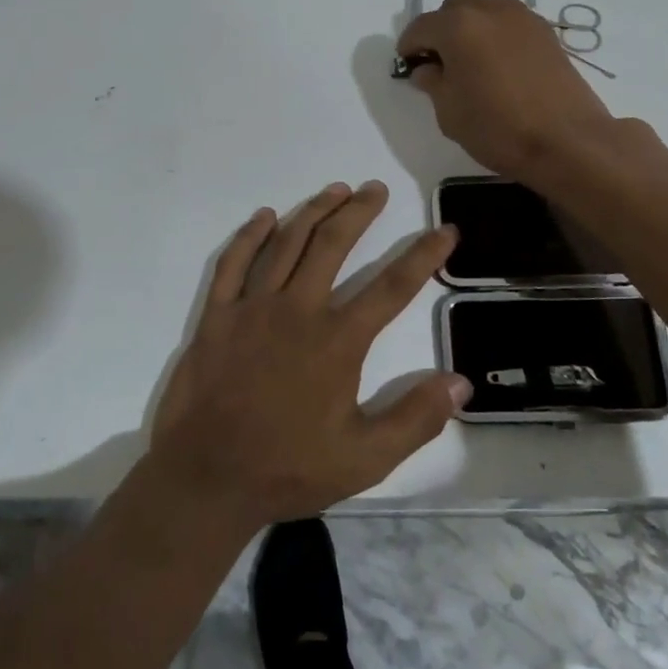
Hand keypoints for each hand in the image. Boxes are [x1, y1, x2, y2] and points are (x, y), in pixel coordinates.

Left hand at [148, 181, 469, 528]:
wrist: (206, 479)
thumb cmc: (288, 469)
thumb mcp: (365, 459)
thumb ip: (415, 420)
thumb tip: (461, 383)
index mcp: (337, 341)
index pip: (392, 287)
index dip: (423, 256)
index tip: (445, 231)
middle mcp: (297, 310)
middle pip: (334, 244)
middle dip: (360, 211)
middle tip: (376, 189)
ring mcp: (252, 307)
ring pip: (287, 242)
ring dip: (314, 211)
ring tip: (336, 190)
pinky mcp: (217, 314)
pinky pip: (233, 262)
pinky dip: (250, 235)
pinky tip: (265, 216)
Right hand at [397, 0, 628, 182]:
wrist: (567, 141)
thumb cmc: (497, 128)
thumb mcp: (449, 112)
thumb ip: (434, 83)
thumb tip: (428, 69)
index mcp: (458, 26)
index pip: (421, 26)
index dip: (409, 45)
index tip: (407, 63)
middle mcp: (490, 10)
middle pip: (455, 4)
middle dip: (441, 26)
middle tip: (438, 57)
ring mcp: (522, 17)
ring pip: (486, 5)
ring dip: (471, 23)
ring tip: (469, 56)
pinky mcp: (546, 32)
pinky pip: (510, 19)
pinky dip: (496, 31)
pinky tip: (497, 61)